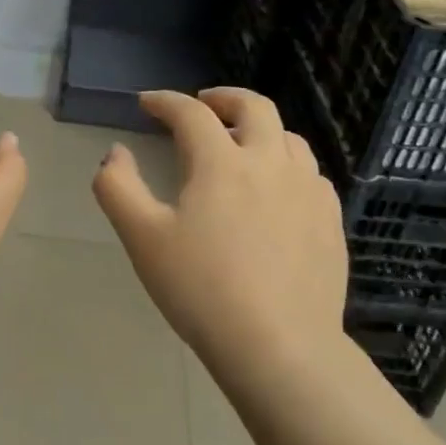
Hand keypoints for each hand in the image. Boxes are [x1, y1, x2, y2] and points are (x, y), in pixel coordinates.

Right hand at [93, 88, 349, 375]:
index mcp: (222, 162)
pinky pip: (310, 175)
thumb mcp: (142, 238)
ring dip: (260, 130)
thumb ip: (117, 187)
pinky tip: (278, 190)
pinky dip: (287, 165)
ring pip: (289, 138)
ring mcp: (308, 191)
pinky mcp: (330, 221)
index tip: (147, 103)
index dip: (165, 101)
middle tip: (203, 104)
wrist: (279, 346)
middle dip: (224, 97)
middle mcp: (271, 163)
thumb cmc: (201, 289)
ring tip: (241, 145)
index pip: (190, 113)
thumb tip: (115, 152)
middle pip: (254, 107)